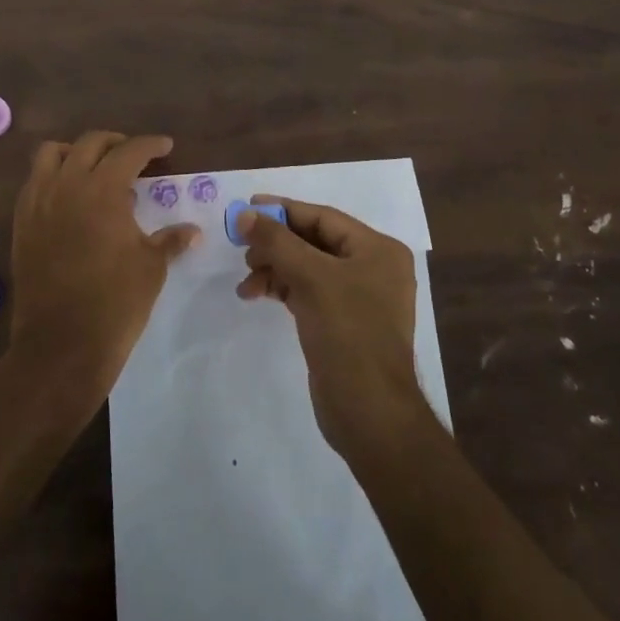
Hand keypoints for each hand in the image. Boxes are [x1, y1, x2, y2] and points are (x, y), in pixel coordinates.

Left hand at [2, 132, 198, 418]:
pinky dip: (53, 176)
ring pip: (52, 154)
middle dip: (115, 143)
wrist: (61, 344)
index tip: (165, 146)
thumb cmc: (115, 302)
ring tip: (94, 168)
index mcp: (103, 189)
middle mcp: (67, 185)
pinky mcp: (22, 222)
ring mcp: (39, 202)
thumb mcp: (151, 267)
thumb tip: (192, 231)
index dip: (150, 145)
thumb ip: (170, 240)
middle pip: (90, 143)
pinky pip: (34, 182)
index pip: (129, 151)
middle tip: (134, 156)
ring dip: (76, 152)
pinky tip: (70, 197)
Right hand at [235, 197, 429, 458]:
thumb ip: (276, 241)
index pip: (323, 218)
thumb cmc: (348, 333)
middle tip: (242, 248)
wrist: (370, 413)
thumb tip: (244, 214)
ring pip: (307, 268)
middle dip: (276, 244)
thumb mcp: (311, 278)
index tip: (247, 207)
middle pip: (314, 242)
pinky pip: (308, 292)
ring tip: (246, 280)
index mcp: (377, 250)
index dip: (283, 210)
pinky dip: (282, 289)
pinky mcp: (342, 324)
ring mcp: (358, 298)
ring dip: (274, 268)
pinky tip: (256, 294)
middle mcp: (372, 268)